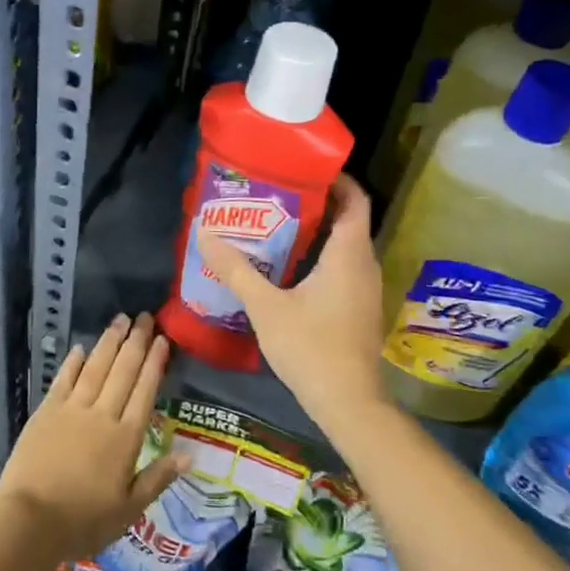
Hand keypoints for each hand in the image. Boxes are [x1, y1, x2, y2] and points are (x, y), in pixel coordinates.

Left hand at [0, 313, 184, 563]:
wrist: (30, 521)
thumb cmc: (84, 521)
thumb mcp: (129, 510)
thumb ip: (158, 478)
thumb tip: (189, 455)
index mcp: (126, 438)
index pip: (145, 391)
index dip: (155, 363)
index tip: (162, 340)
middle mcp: (102, 415)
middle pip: (123, 371)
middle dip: (136, 342)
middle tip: (145, 317)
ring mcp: (72, 410)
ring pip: (95, 368)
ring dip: (109, 343)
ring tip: (120, 320)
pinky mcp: (45, 412)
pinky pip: (63, 380)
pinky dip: (73, 363)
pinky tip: (81, 348)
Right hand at [195, 175, 387, 425]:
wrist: (347, 402)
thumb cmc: (310, 347)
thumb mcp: (266, 307)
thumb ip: (237, 270)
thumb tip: (205, 234)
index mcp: (348, 255)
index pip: (355, 199)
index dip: (335, 179)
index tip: (303, 168)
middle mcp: (364, 265)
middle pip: (347, 220)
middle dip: (316, 203)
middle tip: (276, 195)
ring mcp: (364, 288)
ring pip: (344, 246)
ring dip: (316, 232)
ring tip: (274, 224)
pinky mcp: (359, 308)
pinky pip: (342, 268)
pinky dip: (319, 257)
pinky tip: (287, 267)